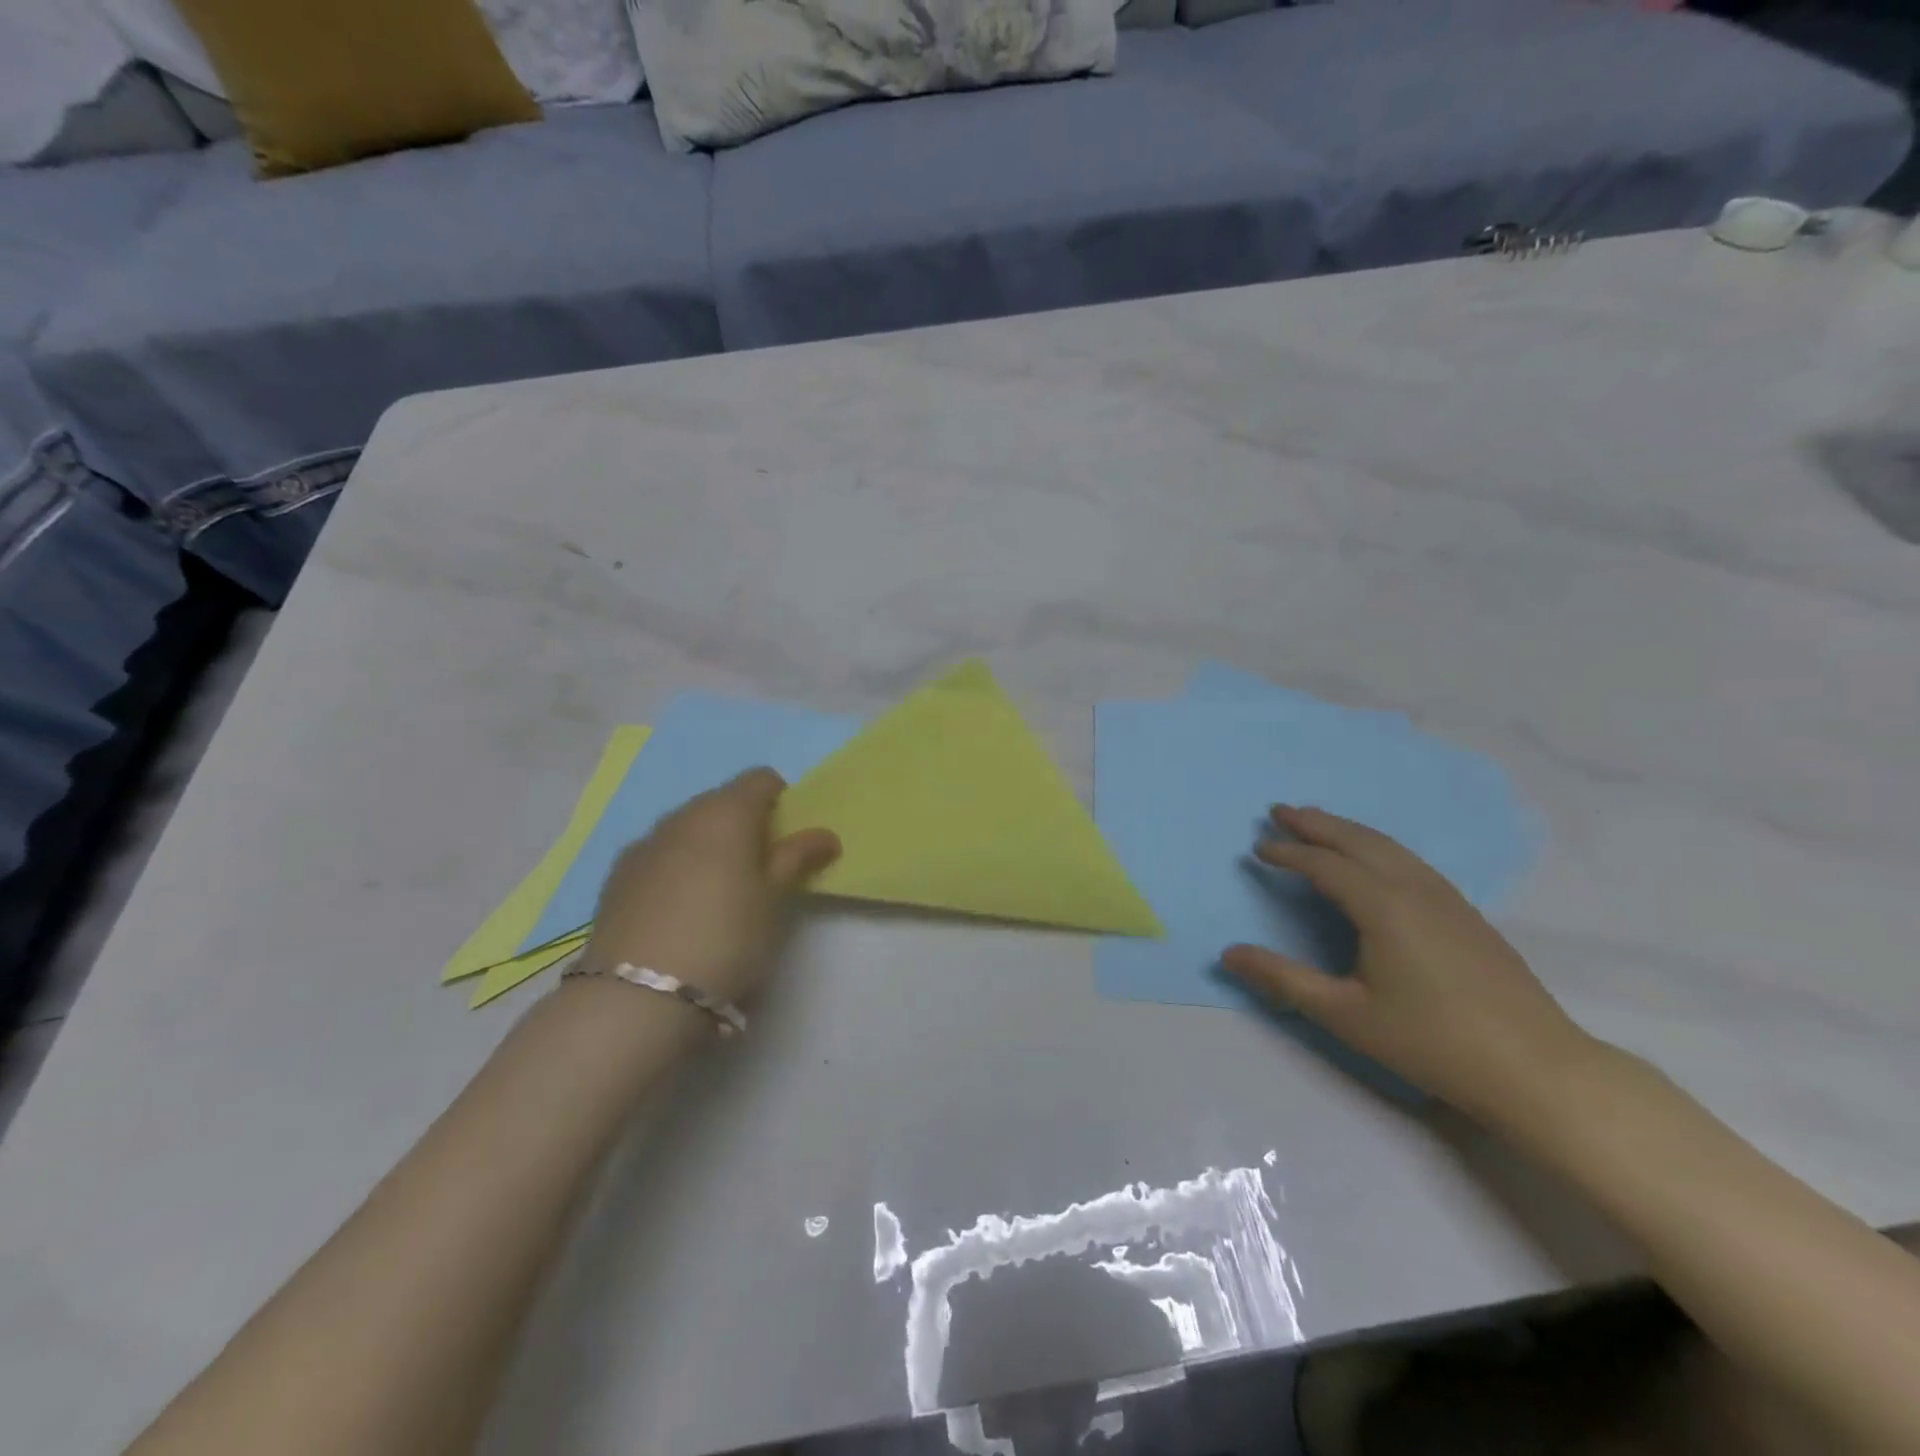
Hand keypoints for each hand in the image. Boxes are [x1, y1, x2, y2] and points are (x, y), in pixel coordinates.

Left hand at [581, 769, 840, 1008]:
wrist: (638, 995)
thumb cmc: (727, 937)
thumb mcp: (774, 900)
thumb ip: (798, 858)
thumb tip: (825, 834)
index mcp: (726, 812)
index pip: (761, 779)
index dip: (781, 800)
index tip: (788, 840)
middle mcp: (681, 816)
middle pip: (722, 801)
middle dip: (744, 824)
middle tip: (759, 871)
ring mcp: (643, 844)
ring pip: (687, 828)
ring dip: (708, 846)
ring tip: (718, 895)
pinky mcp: (616, 876)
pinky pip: (659, 855)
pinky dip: (676, 867)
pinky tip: (680, 910)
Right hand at [1221, 805, 1592, 1120]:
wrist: (1536, 1069)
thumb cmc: (1431, 1041)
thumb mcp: (1344, 1015)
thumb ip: (1282, 979)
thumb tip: (1228, 953)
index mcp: (1382, 906)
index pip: (1325, 865)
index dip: (1288, 853)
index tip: (1258, 848)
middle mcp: (1414, 889)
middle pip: (1357, 841)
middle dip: (1315, 823)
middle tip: (1278, 810)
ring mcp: (1447, 898)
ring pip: (1388, 847)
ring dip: (1347, 829)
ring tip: (1318, 820)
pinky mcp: (1466, 914)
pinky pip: (1409, 861)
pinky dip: (1377, 846)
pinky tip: (1374, 859)